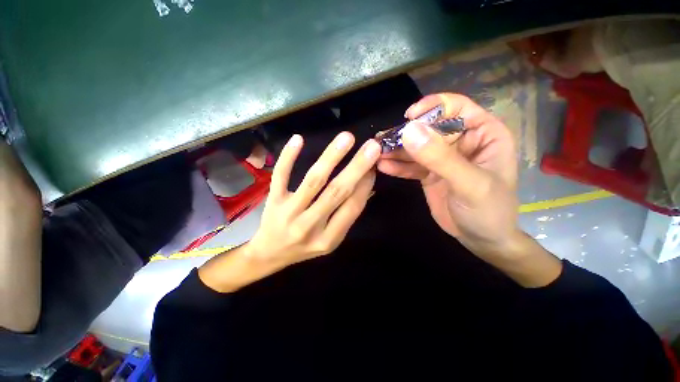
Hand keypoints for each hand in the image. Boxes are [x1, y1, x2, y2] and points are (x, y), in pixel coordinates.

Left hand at [247, 132, 379, 268]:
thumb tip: (365, 184)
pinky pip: (280, 176)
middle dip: (356, 168)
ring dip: (331, 158)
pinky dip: (288, 157)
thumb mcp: (330, 239)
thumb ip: (346, 215)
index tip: (374, 166)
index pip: (352, 207)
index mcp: (328, 238)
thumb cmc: (304, 247)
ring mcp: (289, 212)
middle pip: (336, 192)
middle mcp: (309, 226)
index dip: (365, 185)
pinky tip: (298, 139)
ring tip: (346, 138)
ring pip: (313, 181)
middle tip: (372, 146)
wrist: (269, 254)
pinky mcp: (273, 200)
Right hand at [378, 93, 519, 258]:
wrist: (481, 239)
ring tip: (376, 153)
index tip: (409, 117)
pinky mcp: (429, 173)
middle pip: (429, 128)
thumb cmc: (488, 211)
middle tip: (382, 141)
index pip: (457, 108)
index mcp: (483, 134)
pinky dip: (397, 166)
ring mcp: (442, 158)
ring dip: (396, 150)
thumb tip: (410, 131)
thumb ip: (440, 158)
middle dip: (405, 134)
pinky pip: (411, 166)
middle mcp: (461, 142)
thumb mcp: (469, 184)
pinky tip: (383, 166)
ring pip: (416, 147)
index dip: (433, 106)